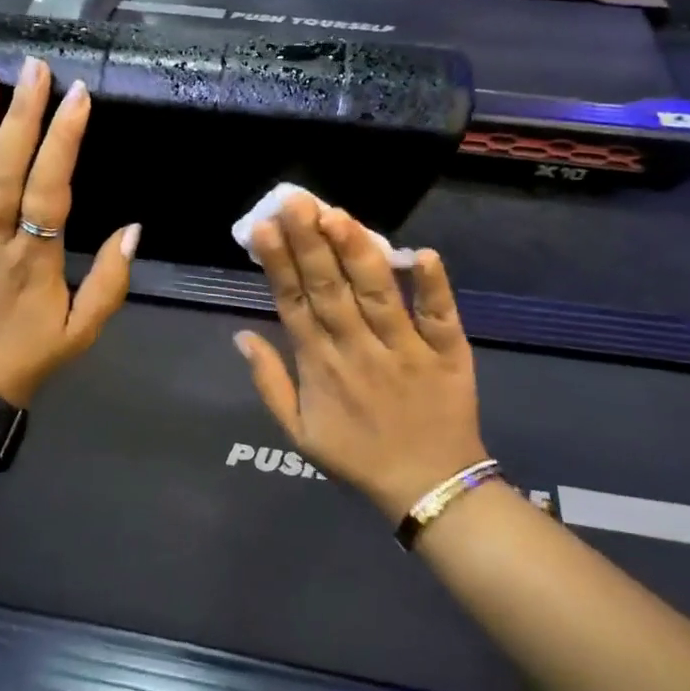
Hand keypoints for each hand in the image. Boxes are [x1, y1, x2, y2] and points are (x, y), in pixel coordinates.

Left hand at [0, 59, 138, 407]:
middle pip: (5, 172)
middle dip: (21, 117)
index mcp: (34, 261)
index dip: (64, 142)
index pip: (50, 190)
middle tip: (33, 69)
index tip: (77, 98)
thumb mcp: (84, 330)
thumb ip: (111, 280)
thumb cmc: (29, 355)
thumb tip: (133, 228)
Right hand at [236, 194, 486, 521]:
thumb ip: (270, 382)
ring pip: (377, 295)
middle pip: (330, 289)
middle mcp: (358, 350)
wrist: (429, 489)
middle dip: (309, 243)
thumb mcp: (298, 432)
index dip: (278, 264)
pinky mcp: (447, 354)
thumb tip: (241, 336)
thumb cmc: (358, 457)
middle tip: (295, 201)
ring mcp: (405, 350)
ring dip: (358, 254)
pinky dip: (434, 286)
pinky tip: (423, 253)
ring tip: (338, 215)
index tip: (263, 227)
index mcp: (320, 366)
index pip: (293, 304)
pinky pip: (440, 317)